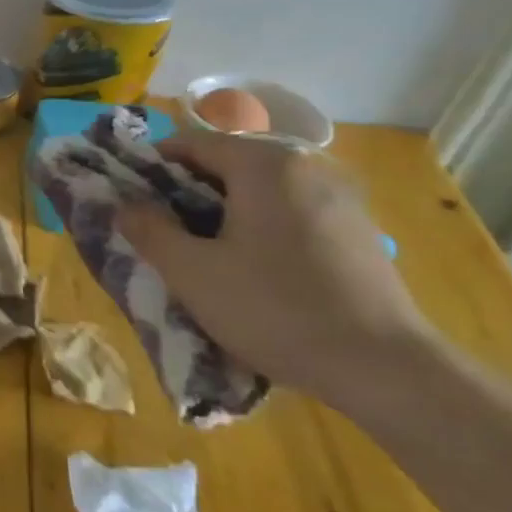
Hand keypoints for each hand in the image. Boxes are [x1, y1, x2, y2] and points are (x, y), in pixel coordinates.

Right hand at [116, 131, 439, 414]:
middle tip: (161, 231)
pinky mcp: (358, 232)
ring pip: (259, 190)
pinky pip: (290, 213)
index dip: (152, 167)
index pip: (191, 142)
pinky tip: (252, 269)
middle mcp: (306, 168)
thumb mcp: (190, 272)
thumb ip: (148, 230)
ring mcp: (340, 199)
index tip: (131, 200)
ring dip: (223, 212)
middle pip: (227, 164)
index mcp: (264, 165)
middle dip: (186, 192)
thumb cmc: (275, 309)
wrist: (385, 369)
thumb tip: (125, 205)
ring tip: (203, 254)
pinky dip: (259, 227)